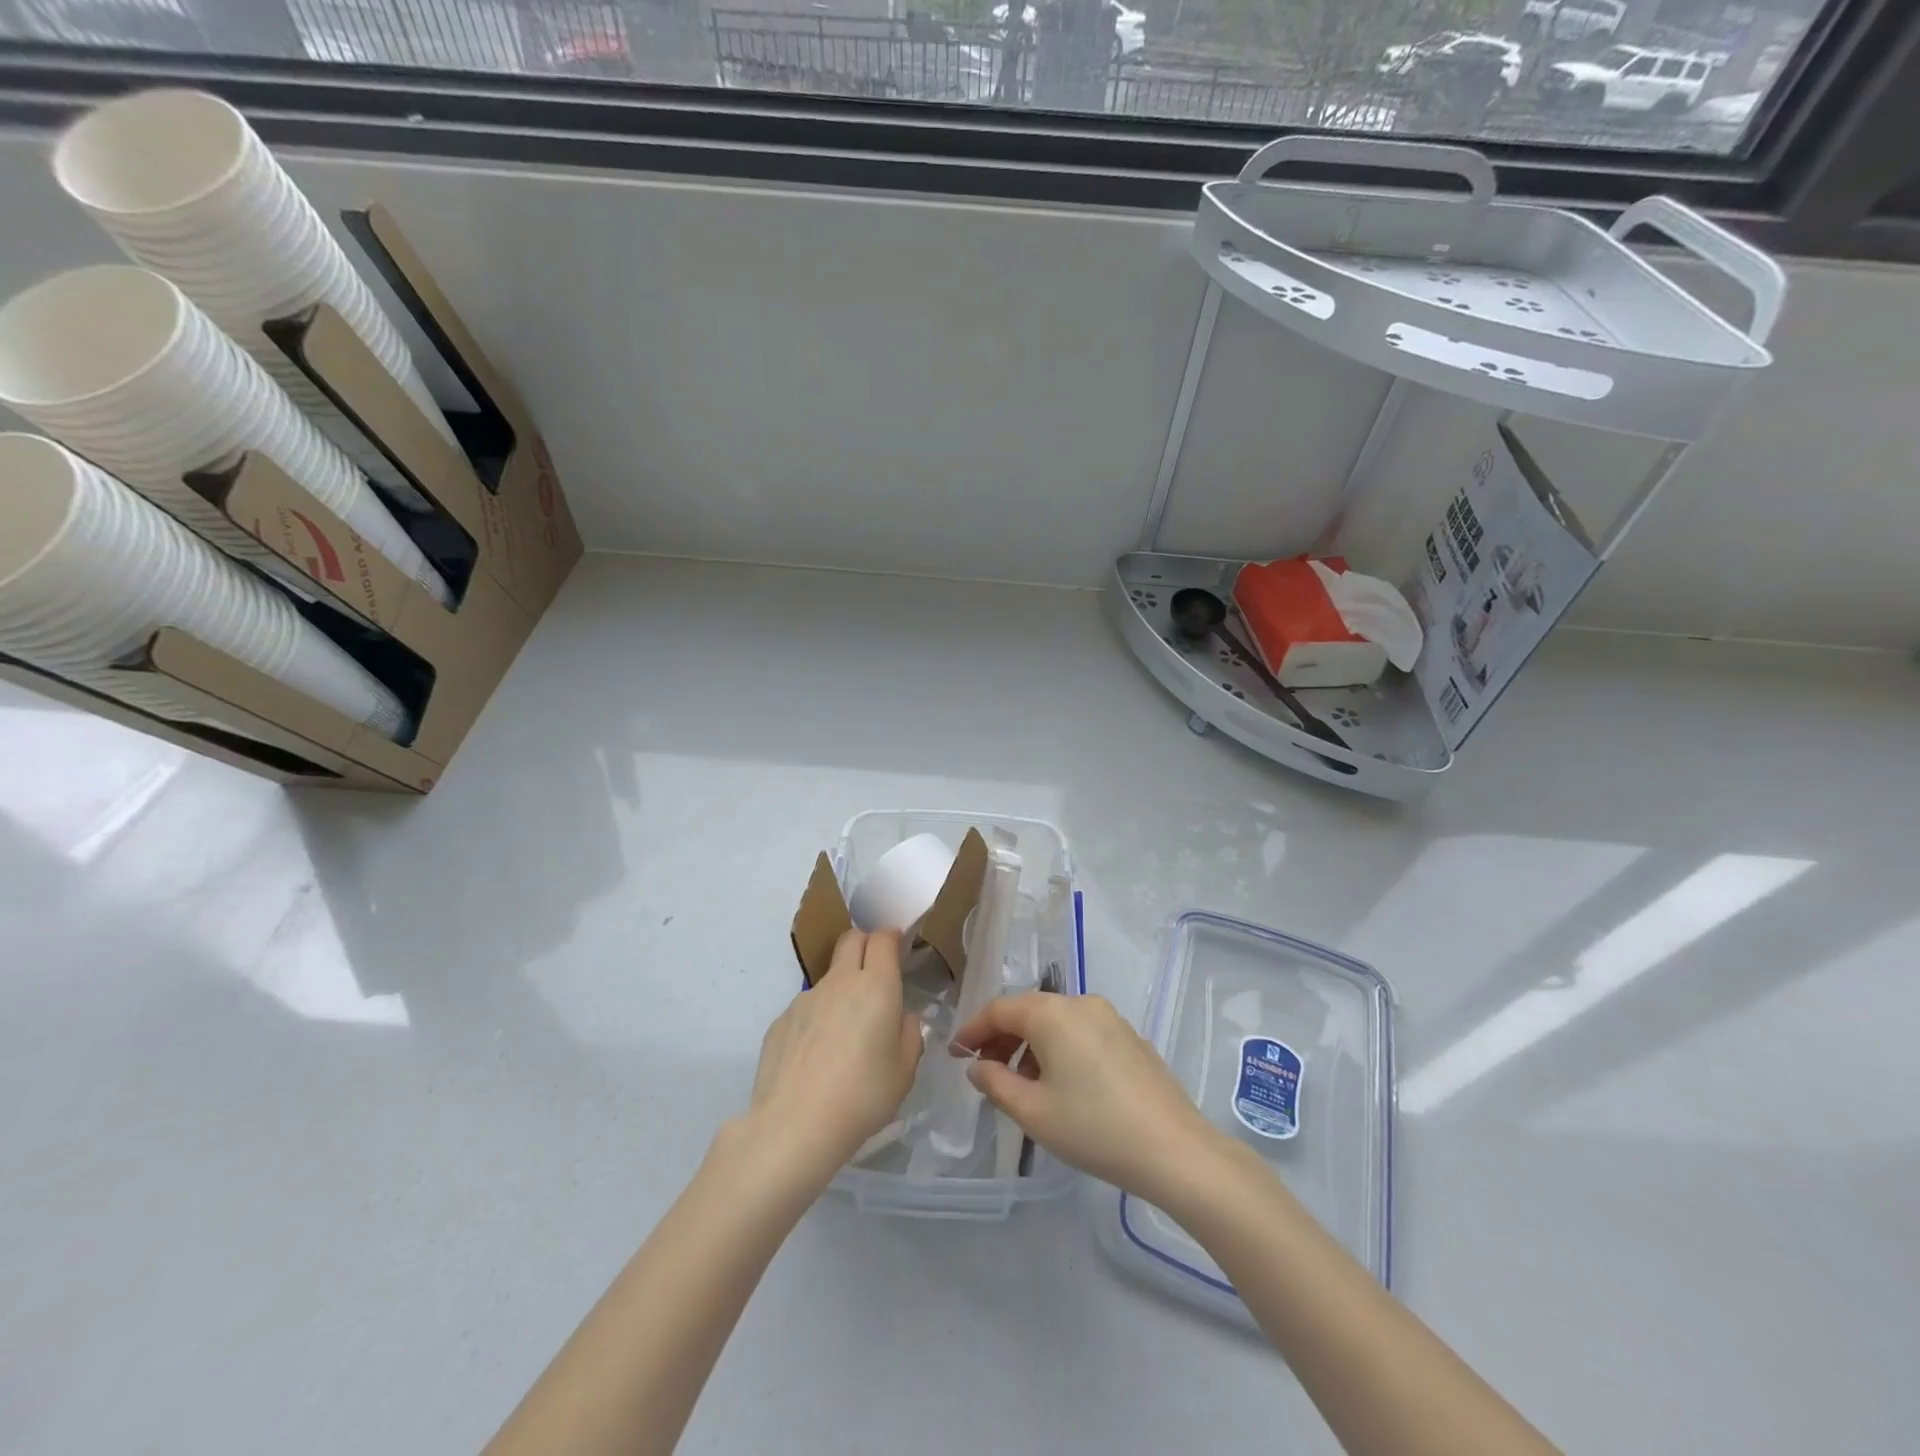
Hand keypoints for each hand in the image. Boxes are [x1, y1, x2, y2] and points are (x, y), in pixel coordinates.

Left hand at [740, 929, 923, 1186]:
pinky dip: (817, 1019)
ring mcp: (805, 999)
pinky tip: (817, 1058)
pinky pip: (806, 1007)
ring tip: (844, 1035)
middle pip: (851, 939)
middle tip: (875, 973)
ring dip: (841, 988)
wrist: (794, 1126)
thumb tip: (900, 1017)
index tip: (898, 949)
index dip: (892, 937)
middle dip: (865, 944)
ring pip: (829, 976)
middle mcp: (839, 981)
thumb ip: (910, 1033)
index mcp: (876, 986)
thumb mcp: (905, 1070)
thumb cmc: (863, 1096)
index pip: (882, 938)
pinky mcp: (780, 1021)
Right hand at [952, 993, 1230, 1205]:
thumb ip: (996, 1083)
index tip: (956, 1054)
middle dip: (1001, 1038)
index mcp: (1052, 1013)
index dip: (973, 1030)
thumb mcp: (1033, 1112)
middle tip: (984, 1070)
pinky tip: (1063, 1086)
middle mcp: (1081, 1003)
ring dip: (1031, 1045)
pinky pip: (1082, 1033)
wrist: (1175, 1149)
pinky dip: (1060, 1049)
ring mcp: (1110, 1018)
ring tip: (1023, 1085)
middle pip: (1028, 1010)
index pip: (999, 1009)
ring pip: (1056, 1022)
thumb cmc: (1094, 1128)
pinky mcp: (1130, 1038)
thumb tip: (978, 1066)